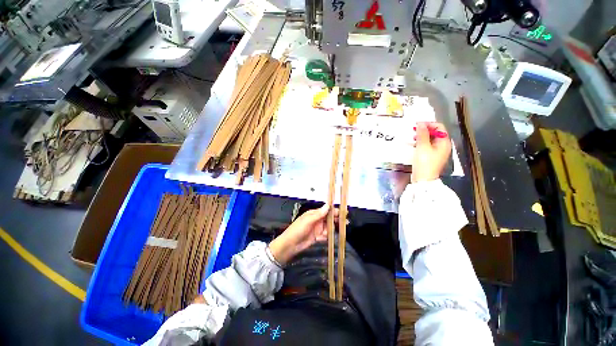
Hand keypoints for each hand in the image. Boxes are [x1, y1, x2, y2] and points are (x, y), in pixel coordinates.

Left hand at [268, 204, 337, 265]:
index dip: (334, 211)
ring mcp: (317, 229)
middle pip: (329, 219)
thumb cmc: (298, 229)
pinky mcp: (317, 237)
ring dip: (333, 228)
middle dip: (336, 219)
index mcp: (314, 214)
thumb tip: (328, 205)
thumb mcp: (308, 220)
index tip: (343, 212)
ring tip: (341, 229)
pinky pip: (325, 235)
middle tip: (346, 221)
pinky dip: (328, 236)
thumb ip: (319, 214)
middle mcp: (317, 220)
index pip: (326, 210)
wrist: (290, 245)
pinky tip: (331, 236)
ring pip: (328, 227)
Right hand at [412, 122, 450, 182]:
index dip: (428, 124)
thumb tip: (420, 123)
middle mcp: (443, 146)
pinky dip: (421, 143)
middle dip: (424, 130)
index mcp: (444, 142)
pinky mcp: (431, 157)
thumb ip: (422, 134)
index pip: (439, 127)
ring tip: (412, 138)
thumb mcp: (422, 146)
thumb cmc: (424, 162)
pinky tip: (414, 145)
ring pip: (430, 139)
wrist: (423, 179)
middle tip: (414, 131)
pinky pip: (427, 146)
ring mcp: (437, 152)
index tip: (417, 125)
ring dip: (422, 136)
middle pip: (435, 133)